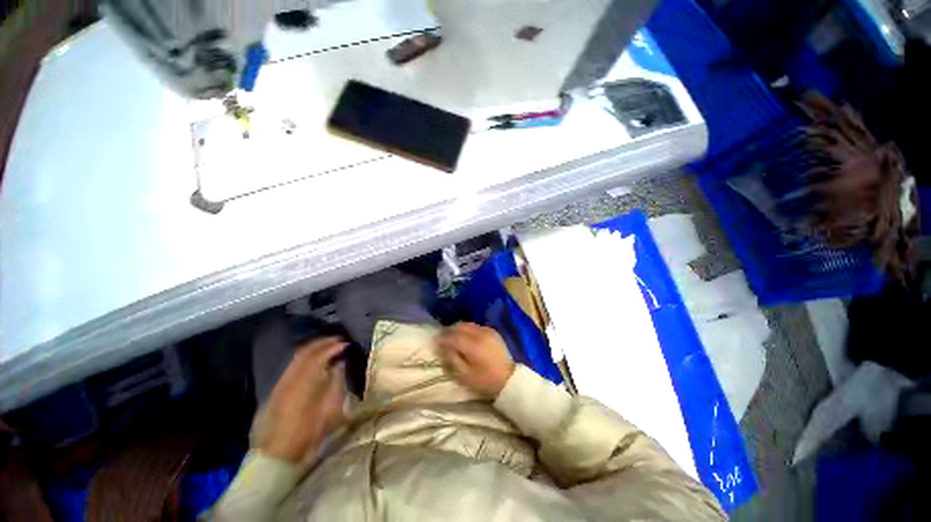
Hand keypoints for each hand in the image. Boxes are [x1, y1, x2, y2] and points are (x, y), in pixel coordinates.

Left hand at [256, 338, 346, 462]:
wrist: (277, 456)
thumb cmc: (309, 434)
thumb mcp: (331, 409)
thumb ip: (336, 382)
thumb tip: (339, 364)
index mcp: (305, 381)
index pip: (320, 354)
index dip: (334, 346)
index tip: (346, 344)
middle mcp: (290, 377)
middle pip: (305, 351)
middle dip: (322, 343)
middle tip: (337, 340)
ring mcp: (280, 383)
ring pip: (296, 358)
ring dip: (312, 349)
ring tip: (326, 348)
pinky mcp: (275, 391)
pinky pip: (291, 367)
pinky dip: (303, 360)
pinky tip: (312, 364)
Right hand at [437, 323, 514, 398]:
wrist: (508, 379)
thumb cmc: (484, 380)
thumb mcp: (464, 375)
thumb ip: (452, 359)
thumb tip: (443, 347)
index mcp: (473, 346)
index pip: (453, 337)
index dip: (442, 339)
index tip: (435, 342)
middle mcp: (480, 334)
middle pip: (460, 326)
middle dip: (449, 331)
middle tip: (443, 338)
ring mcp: (487, 331)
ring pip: (468, 324)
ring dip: (458, 329)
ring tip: (453, 337)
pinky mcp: (493, 331)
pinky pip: (476, 326)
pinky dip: (468, 329)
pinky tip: (466, 337)